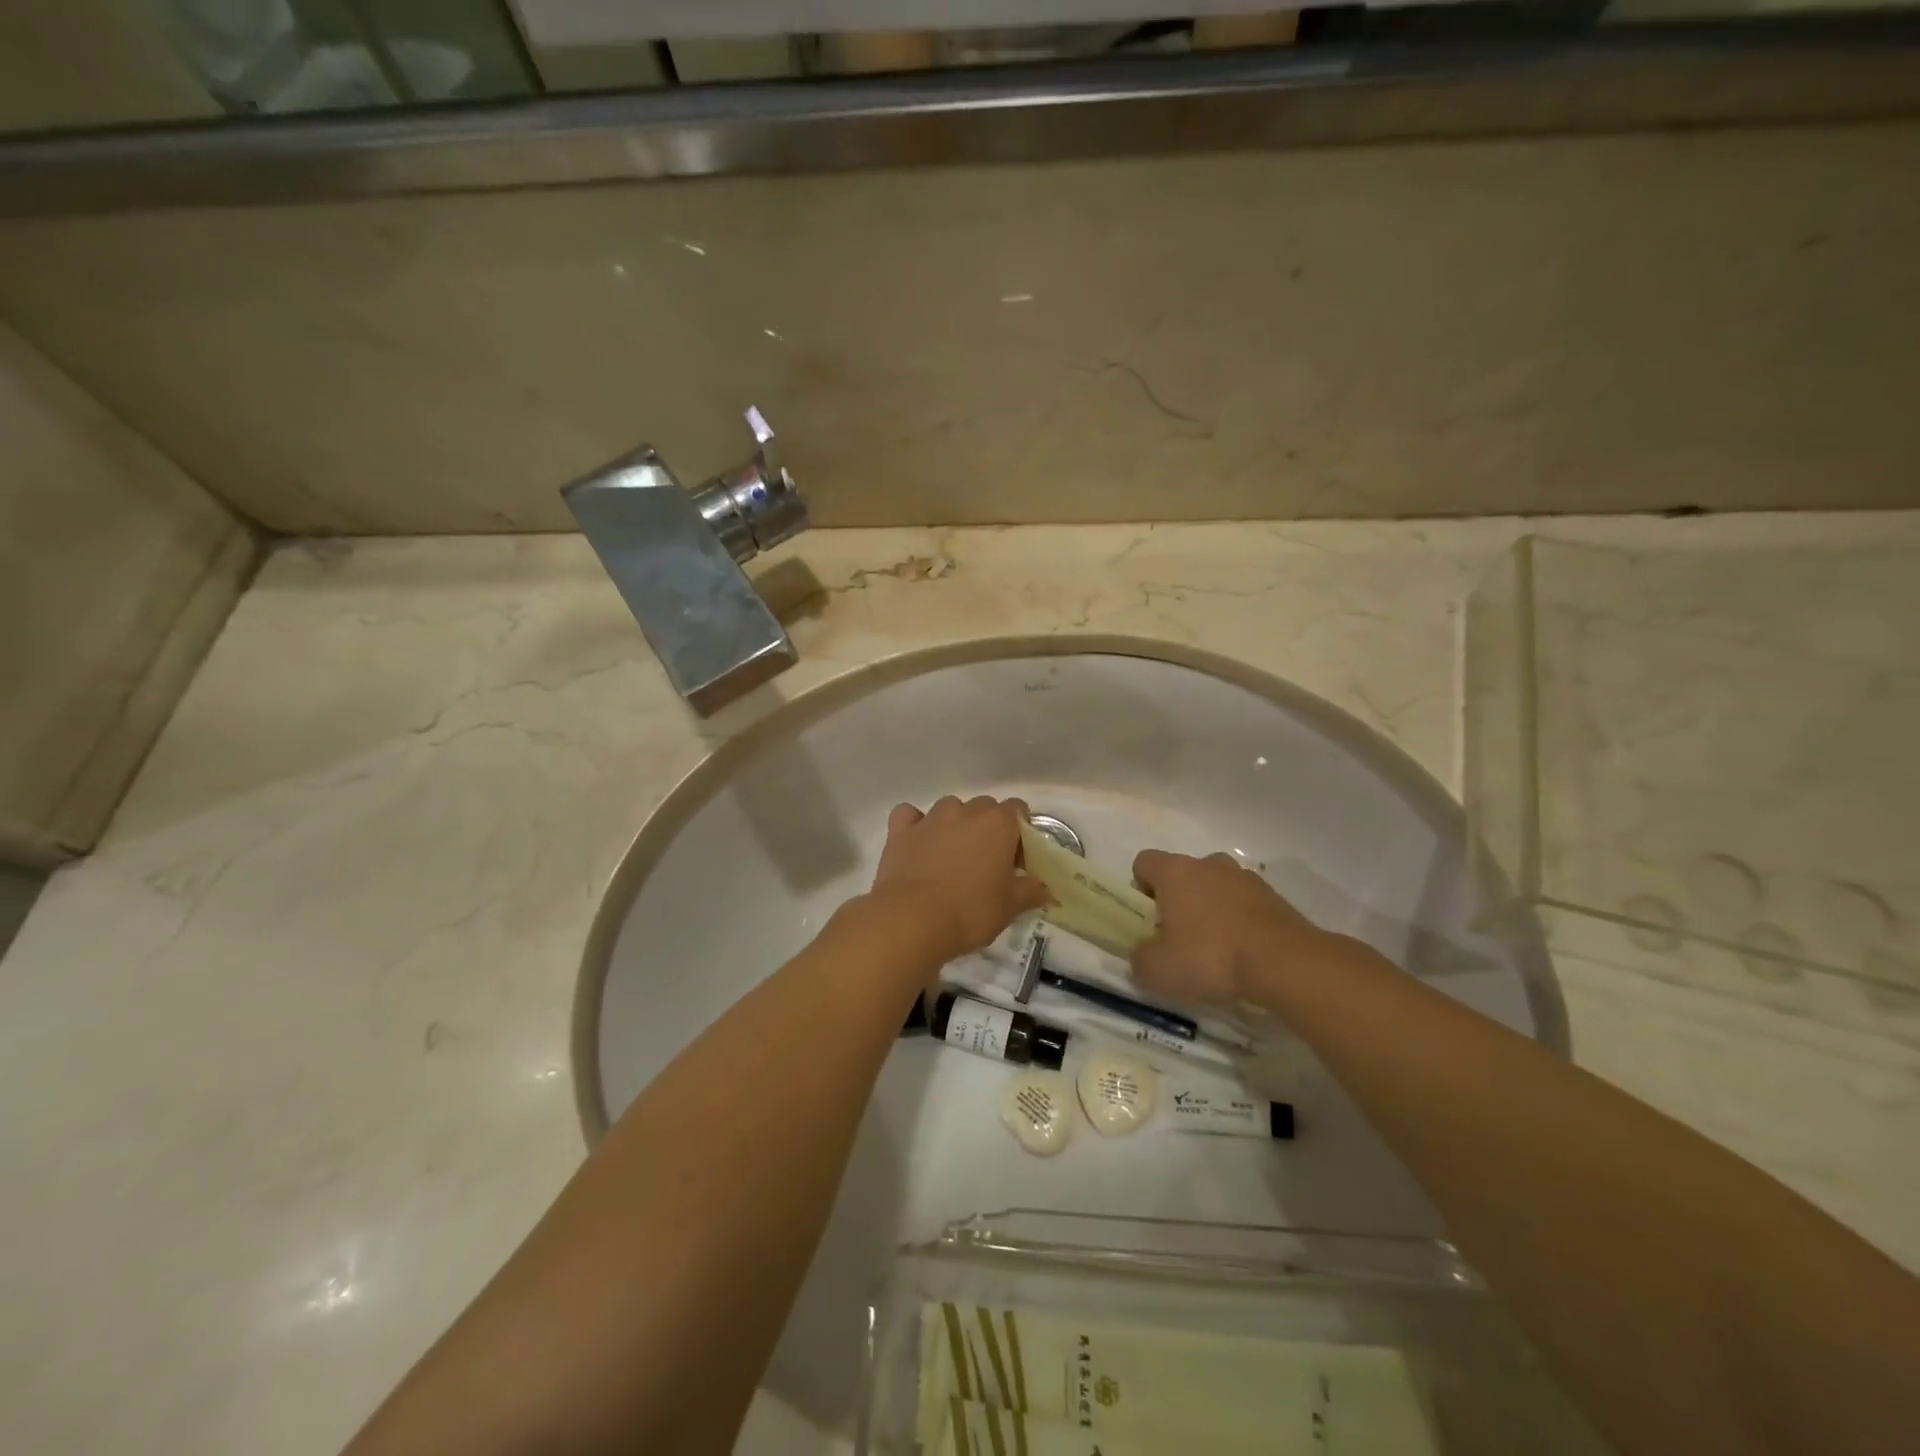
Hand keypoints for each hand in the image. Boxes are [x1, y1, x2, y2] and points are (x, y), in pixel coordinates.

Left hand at [868, 796, 1052, 966]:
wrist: (911, 920)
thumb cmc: (970, 911)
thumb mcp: (1009, 907)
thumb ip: (1030, 891)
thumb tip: (1045, 889)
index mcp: (998, 823)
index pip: (1019, 809)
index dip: (1020, 834)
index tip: (1016, 862)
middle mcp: (965, 811)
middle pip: (985, 807)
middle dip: (988, 829)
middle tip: (987, 864)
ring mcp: (930, 818)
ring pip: (950, 808)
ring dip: (955, 825)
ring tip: (952, 858)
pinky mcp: (900, 831)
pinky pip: (910, 816)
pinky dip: (916, 825)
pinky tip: (918, 844)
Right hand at [1130, 850, 1338, 1004]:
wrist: (1285, 963)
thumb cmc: (1210, 956)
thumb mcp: (1158, 969)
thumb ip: (1140, 958)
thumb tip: (1143, 954)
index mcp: (1175, 871)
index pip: (1144, 862)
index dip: (1140, 887)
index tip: (1149, 918)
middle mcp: (1209, 864)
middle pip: (1183, 873)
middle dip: (1178, 900)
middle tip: (1180, 938)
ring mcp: (1245, 877)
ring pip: (1216, 886)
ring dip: (1212, 908)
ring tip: (1216, 948)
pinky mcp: (1275, 897)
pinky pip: (1245, 903)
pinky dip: (1240, 921)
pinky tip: (1244, 953)